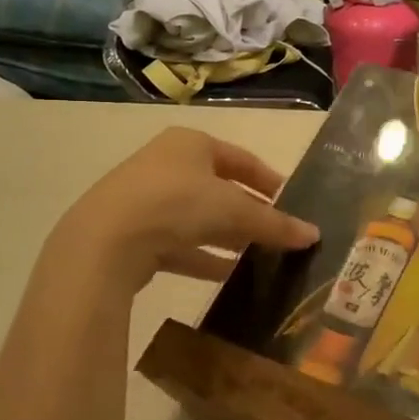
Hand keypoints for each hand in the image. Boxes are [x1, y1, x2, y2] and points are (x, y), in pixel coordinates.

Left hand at [47, 127, 318, 292]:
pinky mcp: (131, 233)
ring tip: (255, 258)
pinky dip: (201, 257)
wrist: (104, 241)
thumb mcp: (236, 212)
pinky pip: (176, 243)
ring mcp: (144, 199)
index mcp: (191, 144)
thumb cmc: (178, 205)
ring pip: (197, 218)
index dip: (269, 181)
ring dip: (226, 237)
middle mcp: (166, 164)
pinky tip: (224, 276)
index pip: (241, 159)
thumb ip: (275, 224)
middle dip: (248, 213)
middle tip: (275, 233)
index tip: (291, 201)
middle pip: (219, 189)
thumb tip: (314, 235)